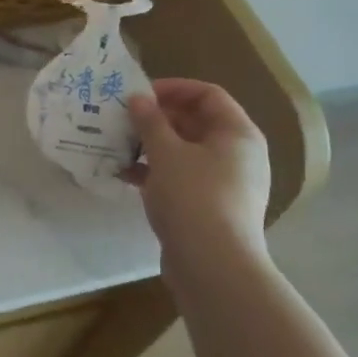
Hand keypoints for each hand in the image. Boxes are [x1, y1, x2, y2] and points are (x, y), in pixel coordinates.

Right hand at [126, 79, 272, 280]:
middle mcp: (238, 155)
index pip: (208, 95)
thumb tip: (138, 98)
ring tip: (119, 145)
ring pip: (186, 152)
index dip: (174, 88)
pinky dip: (156, 172)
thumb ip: (150, 121)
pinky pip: (182, 177)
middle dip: (158, 118)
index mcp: (237, 134)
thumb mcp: (166, 153)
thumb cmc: (193, 197)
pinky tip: (126, 175)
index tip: (140, 95)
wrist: (213, 267)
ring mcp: (225, 183)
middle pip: (196, 122)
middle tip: (124, 119)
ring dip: (152, 145)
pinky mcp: (210, 207)